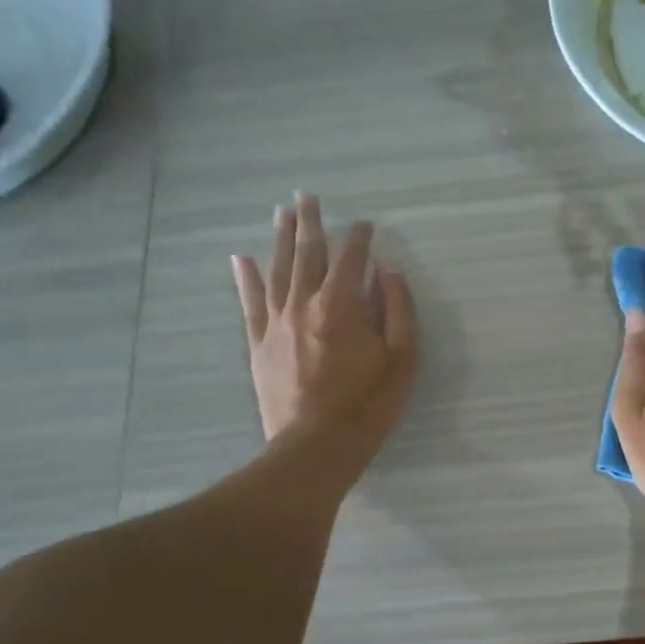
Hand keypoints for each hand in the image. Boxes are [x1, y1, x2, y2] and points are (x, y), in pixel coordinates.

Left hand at [232, 195, 417, 480]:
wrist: (317, 447)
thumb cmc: (369, 405)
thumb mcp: (402, 359)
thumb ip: (398, 309)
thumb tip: (387, 270)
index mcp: (342, 306)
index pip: (351, 258)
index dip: (360, 237)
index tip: (366, 225)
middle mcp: (304, 304)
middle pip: (307, 254)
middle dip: (311, 223)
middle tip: (307, 197)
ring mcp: (276, 323)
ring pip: (278, 270)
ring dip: (281, 238)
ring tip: (282, 213)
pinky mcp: (259, 344)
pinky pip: (250, 303)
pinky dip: (246, 278)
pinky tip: (242, 258)